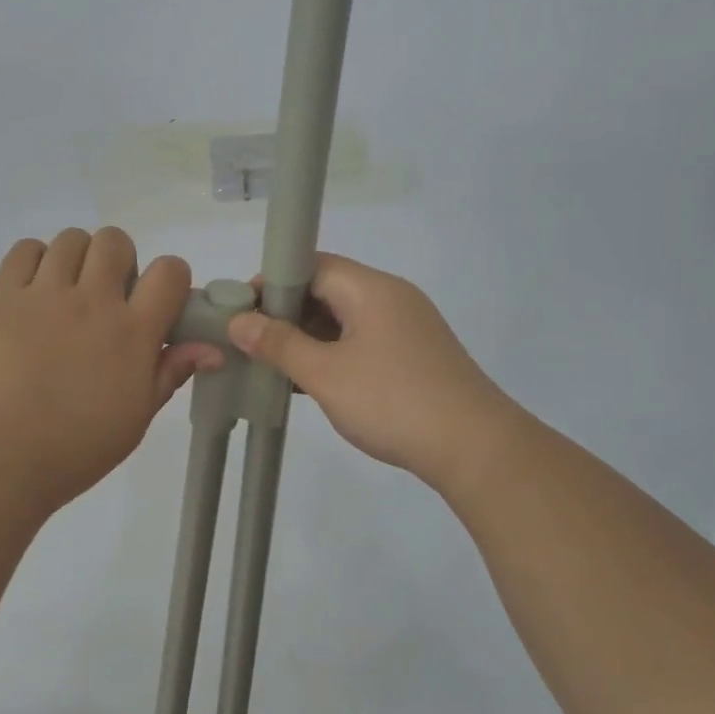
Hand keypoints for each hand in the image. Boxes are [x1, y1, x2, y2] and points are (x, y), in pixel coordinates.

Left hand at [0, 227, 224, 511]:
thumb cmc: (75, 448)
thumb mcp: (137, 418)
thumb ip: (171, 373)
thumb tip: (211, 349)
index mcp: (132, 331)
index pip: (170, 271)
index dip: (171, 279)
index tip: (158, 303)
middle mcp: (93, 300)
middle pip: (116, 241)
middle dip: (120, 262)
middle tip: (108, 298)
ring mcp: (44, 294)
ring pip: (71, 238)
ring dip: (78, 258)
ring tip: (67, 292)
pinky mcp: (2, 296)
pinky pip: (24, 249)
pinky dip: (35, 259)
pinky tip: (34, 289)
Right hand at [226, 253, 514, 486]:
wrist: (475, 448)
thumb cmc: (393, 402)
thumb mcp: (326, 374)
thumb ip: (279, 344)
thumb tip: (239, 321)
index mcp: (371, 288)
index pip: (311, 265)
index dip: (272, 284)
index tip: (242, 313)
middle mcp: (392, 296)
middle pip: (328, 288)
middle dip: (288, 313)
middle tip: (255, 343)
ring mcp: (408, 326)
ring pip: (346, 318)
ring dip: (311, 337)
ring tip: (277, 366)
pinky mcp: (416, 354)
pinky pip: (364, 340)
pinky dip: (336, 353)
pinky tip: (316, 382)